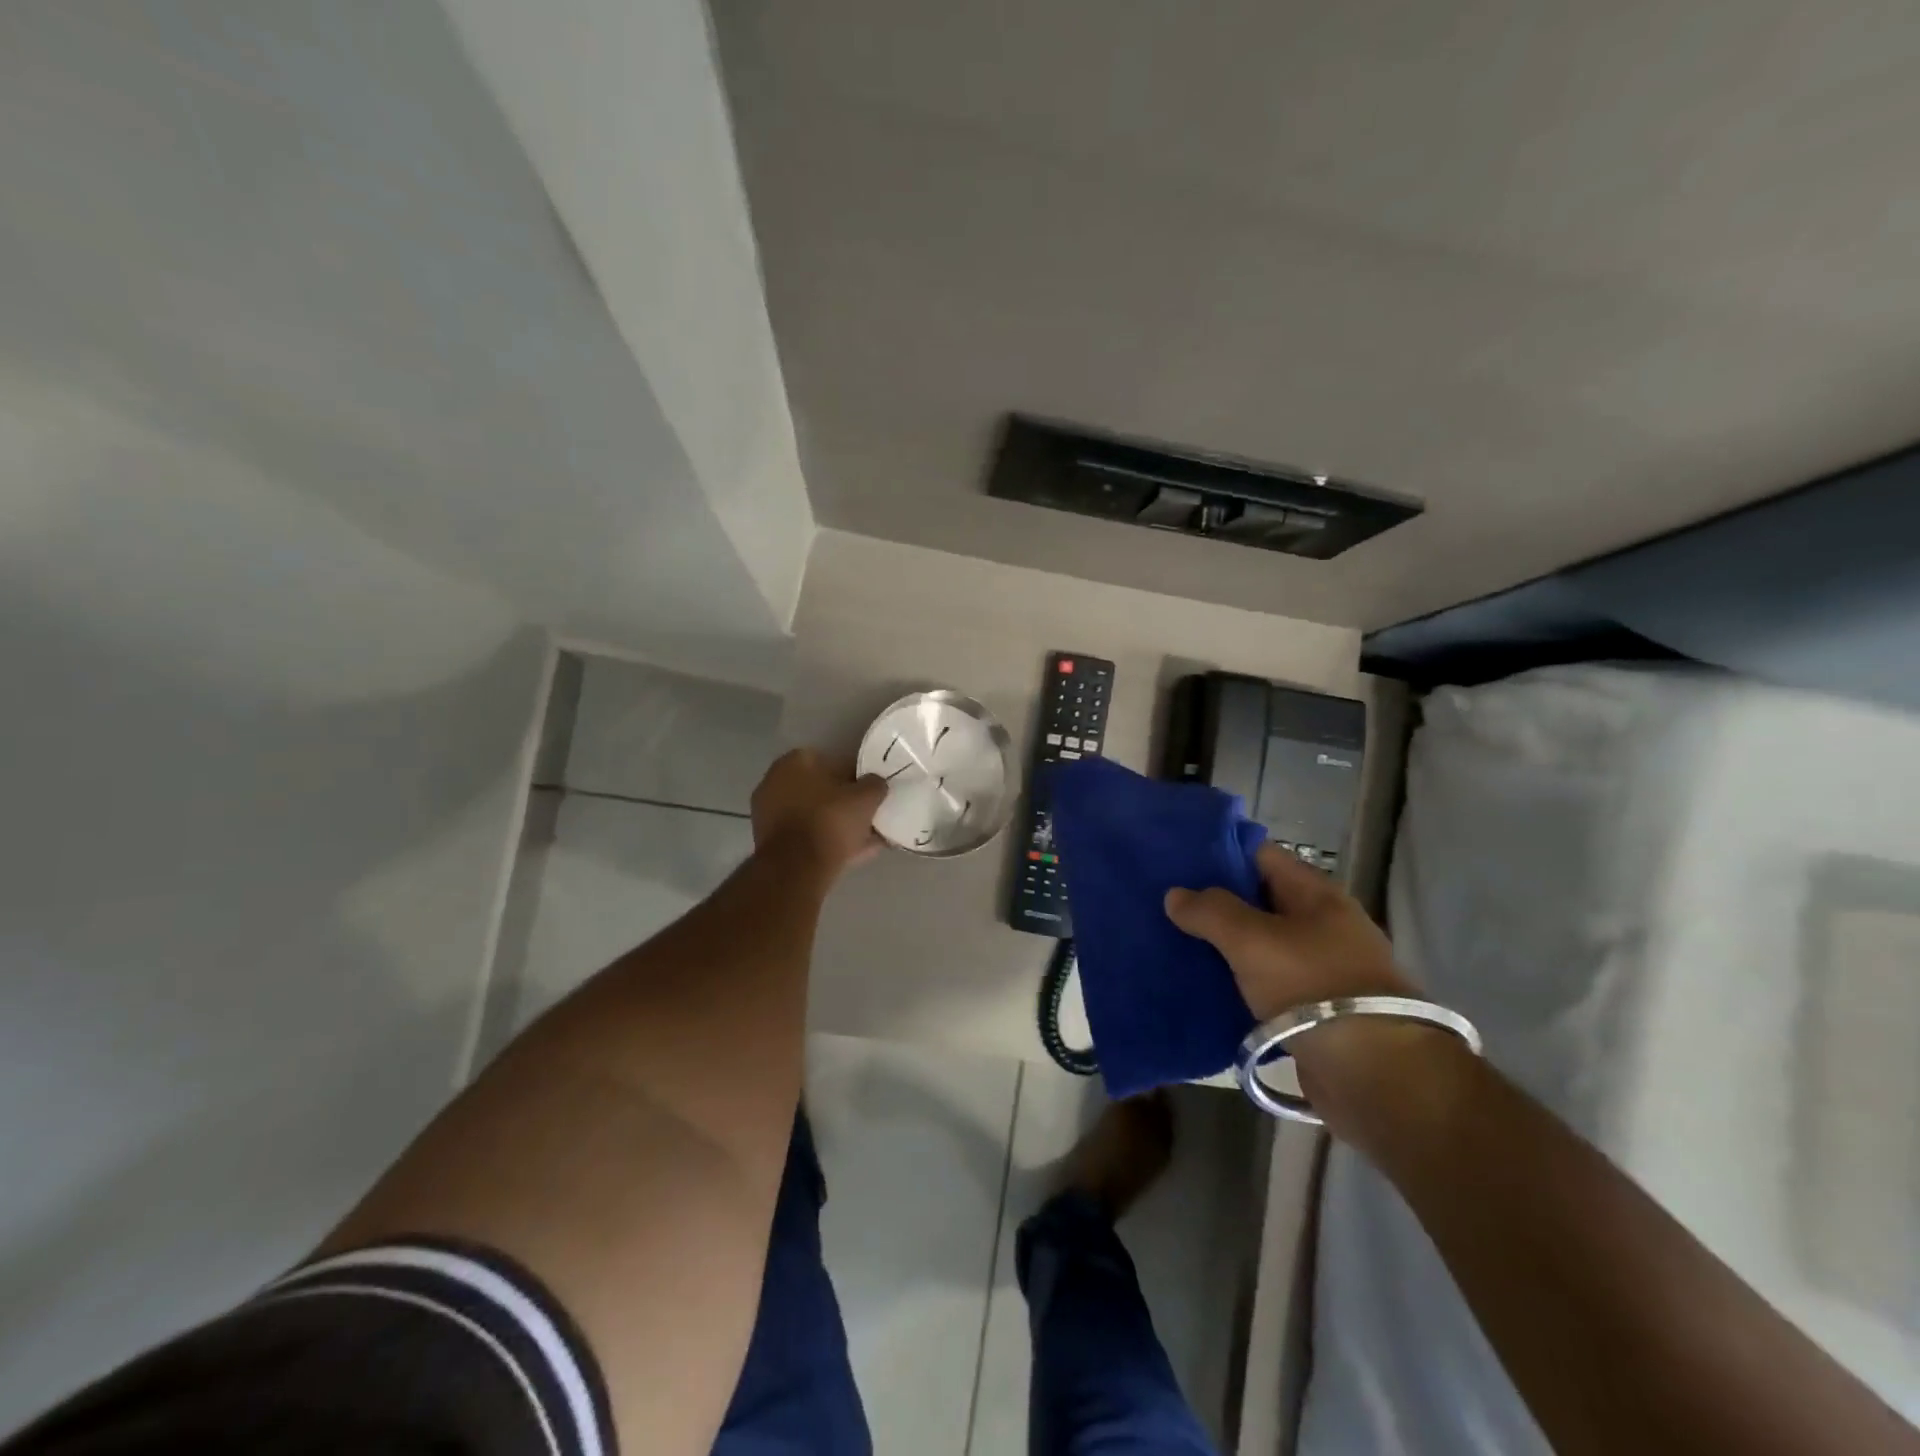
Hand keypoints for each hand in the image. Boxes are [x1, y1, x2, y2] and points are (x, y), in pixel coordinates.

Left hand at [750, 749, 886, 871]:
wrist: (797, 867)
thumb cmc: (830, 820)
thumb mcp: (866, 798)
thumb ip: (875, 785)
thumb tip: (876, 783)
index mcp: (795, 761)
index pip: (831, 762)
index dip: (854, 777)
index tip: (869, 793)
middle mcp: (775, 781)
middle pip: (819, 790)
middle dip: (842, 802)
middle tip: (867, 815)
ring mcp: (769, 813)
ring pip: (813, 815)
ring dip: (836, 824)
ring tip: (867, 839)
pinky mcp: (770, 841)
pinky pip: (806, 836)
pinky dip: (826, 841)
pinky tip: (853, 853)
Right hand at [1167, 845, 1462, 1136]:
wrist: (1375, 1077)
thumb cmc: (1314, 989)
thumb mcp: (1253, 940)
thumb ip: (1211, 912)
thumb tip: (1175, 895)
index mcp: (1315, 895)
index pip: (1259, 855)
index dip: (1218, 852)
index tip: (1175, 858)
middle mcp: (1320, 925)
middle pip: (1256, 900)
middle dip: (1212, 901)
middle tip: (1162, 901)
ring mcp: (1318, 970)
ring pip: (1256, 945)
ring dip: (1219, 945)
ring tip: (1170, 941)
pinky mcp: (1311, 1011)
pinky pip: (1262, 985)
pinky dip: (1233, 983)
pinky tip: (1197, 985)